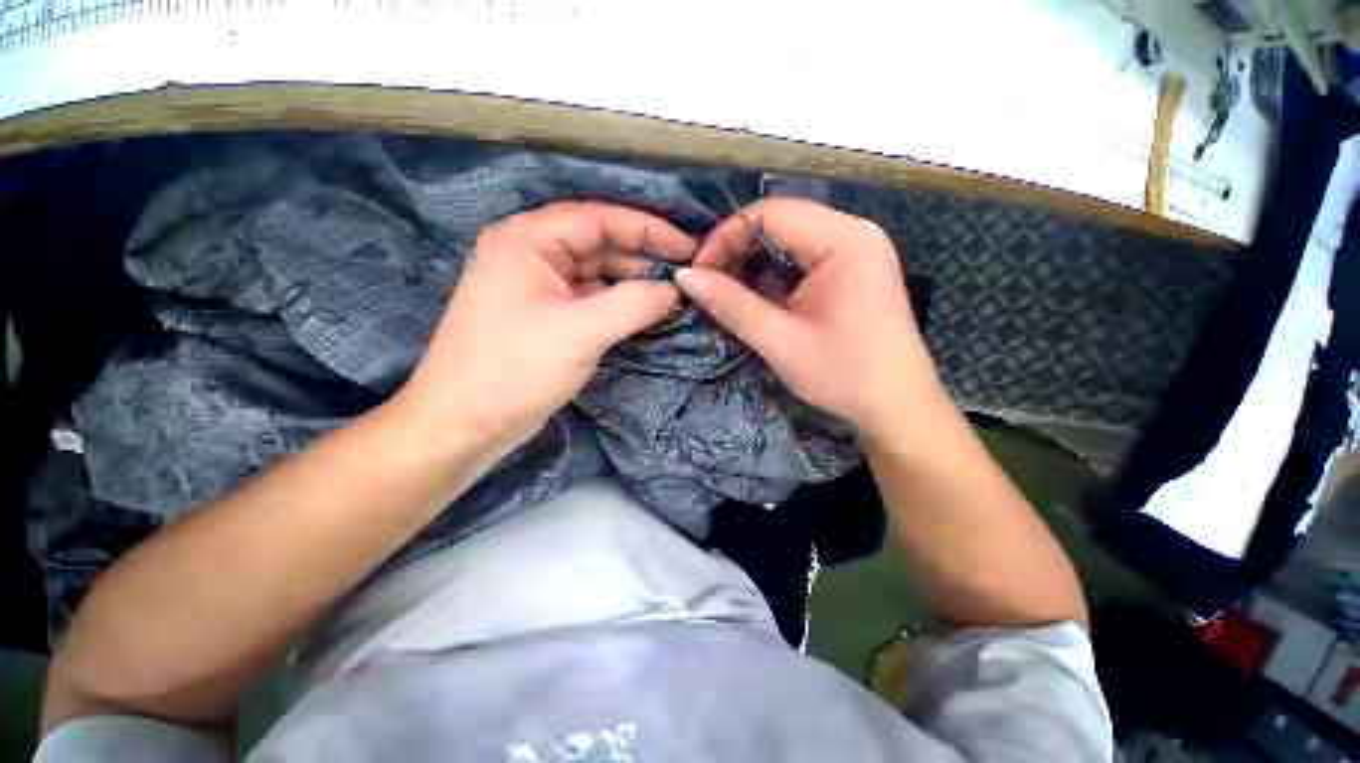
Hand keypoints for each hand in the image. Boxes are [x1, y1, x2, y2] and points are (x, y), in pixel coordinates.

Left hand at [396, 201, 692, 450]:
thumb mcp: (580, 331)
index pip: (597, 219)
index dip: (647, 228)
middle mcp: (530, 255)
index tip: (686, 247)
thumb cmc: (515, 369)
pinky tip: (642, 312)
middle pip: (597, 243)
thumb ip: (633, 304)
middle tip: (683, 272)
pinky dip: (617, 303)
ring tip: (669, 294)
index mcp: (527, 241)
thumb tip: (674, 291)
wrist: (465, 424)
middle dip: (641, 255)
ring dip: (631, 281)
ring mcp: (537, 288)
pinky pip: (589, 299)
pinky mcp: (546, 316)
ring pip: (595, 273)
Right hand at [675, 198, 940, 438]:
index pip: (770, 213)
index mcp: (844, 240)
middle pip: (780, 222)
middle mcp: (854, 232)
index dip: (725, 237)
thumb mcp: (779, 341)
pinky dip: (775, 276)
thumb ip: (730, 304)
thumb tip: (684, 276)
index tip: (699, 274)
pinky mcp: (854, 270)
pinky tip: (759, 300)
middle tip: (710, 287)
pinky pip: (804, 259)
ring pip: (790, 240)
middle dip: (738, 251)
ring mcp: (857, 250)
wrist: (897, 407)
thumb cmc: (843, 375)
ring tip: (729, 295)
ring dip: (754, 265)